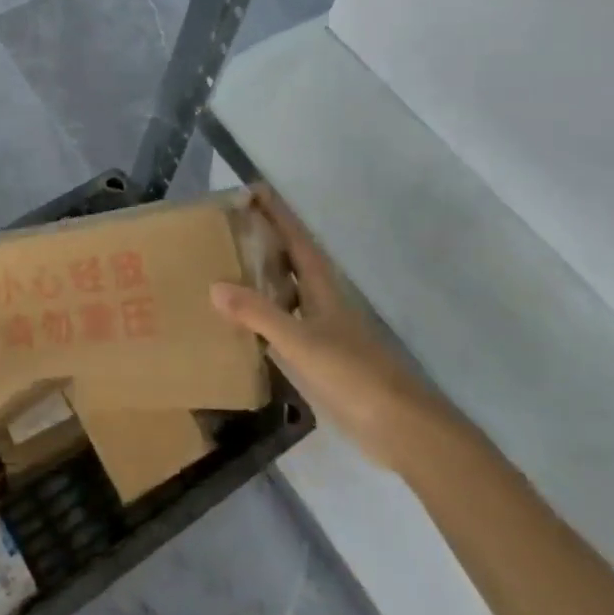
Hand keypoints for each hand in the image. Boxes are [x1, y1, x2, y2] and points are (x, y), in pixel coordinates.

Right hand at [210, 189, 443, 467]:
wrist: (399, 426)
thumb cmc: (352, 374)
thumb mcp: (300, 341)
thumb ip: (258, 314)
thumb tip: (214, 286)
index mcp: (322, 287)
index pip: (297, 238)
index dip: (277, 213)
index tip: (252, 189)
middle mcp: (322, 301)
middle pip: (292, 260)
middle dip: (265, 239)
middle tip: (228, 225)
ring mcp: (323, 329)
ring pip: (288, 290)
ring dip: (262, 275)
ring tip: (226, 265)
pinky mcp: (320, 356)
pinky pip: (284, 322)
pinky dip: (263, 314)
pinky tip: (242, 322)